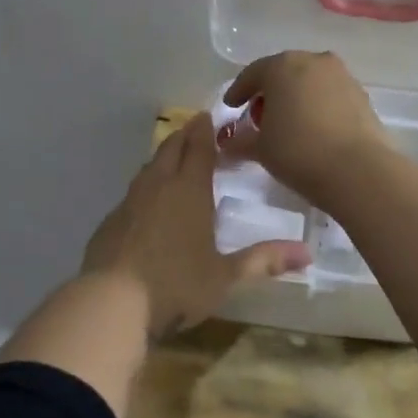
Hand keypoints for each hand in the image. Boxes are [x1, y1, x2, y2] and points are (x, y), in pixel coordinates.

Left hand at [81, 113, 309, 338]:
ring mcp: (130, 202)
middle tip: (194, 129)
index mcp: (189, 191)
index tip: (208, 116)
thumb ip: (263, 260)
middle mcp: (158, 187)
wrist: (110, 302)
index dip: (205, 131)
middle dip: (184, 136)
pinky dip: (145, 187)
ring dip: (163, 158)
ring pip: (149, 168)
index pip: (199, 149)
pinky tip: (148, 203)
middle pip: (170, 149)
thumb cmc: (176, 285)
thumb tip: (308, 254)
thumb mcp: (225, 276)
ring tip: (173, 159)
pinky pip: (133, 193)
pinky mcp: (110, 221)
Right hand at [223, 51, 396, 205]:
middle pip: (284, 72)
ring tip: (289, 123)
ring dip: (297, 97)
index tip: (231, 106)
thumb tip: (228, 143)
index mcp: (282, 66)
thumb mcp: (260, 148)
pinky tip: (314, 128)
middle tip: (259, 115)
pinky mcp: (362, 96)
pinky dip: (318, 106)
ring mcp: (342, 76)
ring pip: (310, 82)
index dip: (238, 91)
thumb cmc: (298, 151)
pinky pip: (331, 95)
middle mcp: (313, 61)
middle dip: (270, 92)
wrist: (358, 170)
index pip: (253, 74)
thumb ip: (241, 141)